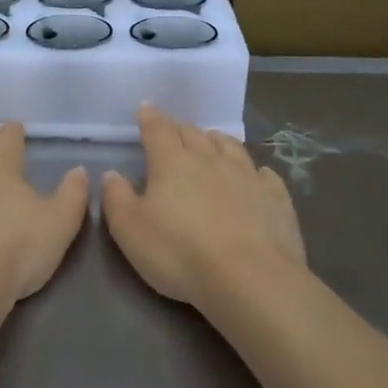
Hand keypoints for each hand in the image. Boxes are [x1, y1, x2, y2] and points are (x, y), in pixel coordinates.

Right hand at [101, 105, 305, 307]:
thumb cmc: (179, 253)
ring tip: (210, 143)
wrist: (249, 278)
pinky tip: (256, 176)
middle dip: (180, 129)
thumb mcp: (129, 230)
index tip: (145, 108)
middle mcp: (210, 159)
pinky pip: (264, 175)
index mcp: (172, 162)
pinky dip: (255, 171)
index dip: (150, 118)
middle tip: (173, 132)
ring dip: (216, 141)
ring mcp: (247, 176)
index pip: (158, 130)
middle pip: (193, 133)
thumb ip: (115, 198)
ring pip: (230, 146)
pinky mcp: (275, 198)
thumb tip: (111, 174)